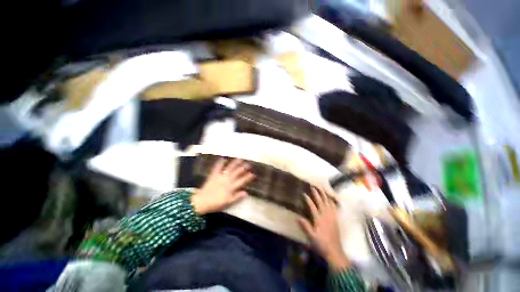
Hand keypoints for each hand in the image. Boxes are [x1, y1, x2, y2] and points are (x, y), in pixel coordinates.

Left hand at [191, 158, 254, 214]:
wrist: (201, 202)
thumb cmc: (215, 203)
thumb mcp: (228, 202)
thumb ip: (237, 197)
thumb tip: (246, 193)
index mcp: (231, 187)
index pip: (242, 181)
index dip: (248, 177)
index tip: (253, 174)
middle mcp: (227, 180)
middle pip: (237, 172)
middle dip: (243, 168)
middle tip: (248, 164)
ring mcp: (220, 177)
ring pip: (229, 168)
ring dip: (235, 163)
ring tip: (239, 159)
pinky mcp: (213, 175)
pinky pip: (217, 168)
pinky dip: (220, 163)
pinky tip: (223, 158)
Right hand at [298, 187, 350, 270]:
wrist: (335, 251)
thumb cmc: (321, 244)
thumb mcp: (311, 237)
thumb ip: (305, 227)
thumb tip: (297, 217)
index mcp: (319, 219)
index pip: (313, 206)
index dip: (308, 199)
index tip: (304, 193)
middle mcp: (326, 216)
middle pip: (321, 202)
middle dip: (317, 193)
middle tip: (313, 186)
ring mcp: (332, 217)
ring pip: (328, 203)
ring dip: (325, 195)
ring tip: (322, 188)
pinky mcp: (336, 219)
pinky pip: (334, 207)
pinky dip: (332, 201)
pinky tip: (331, 198)